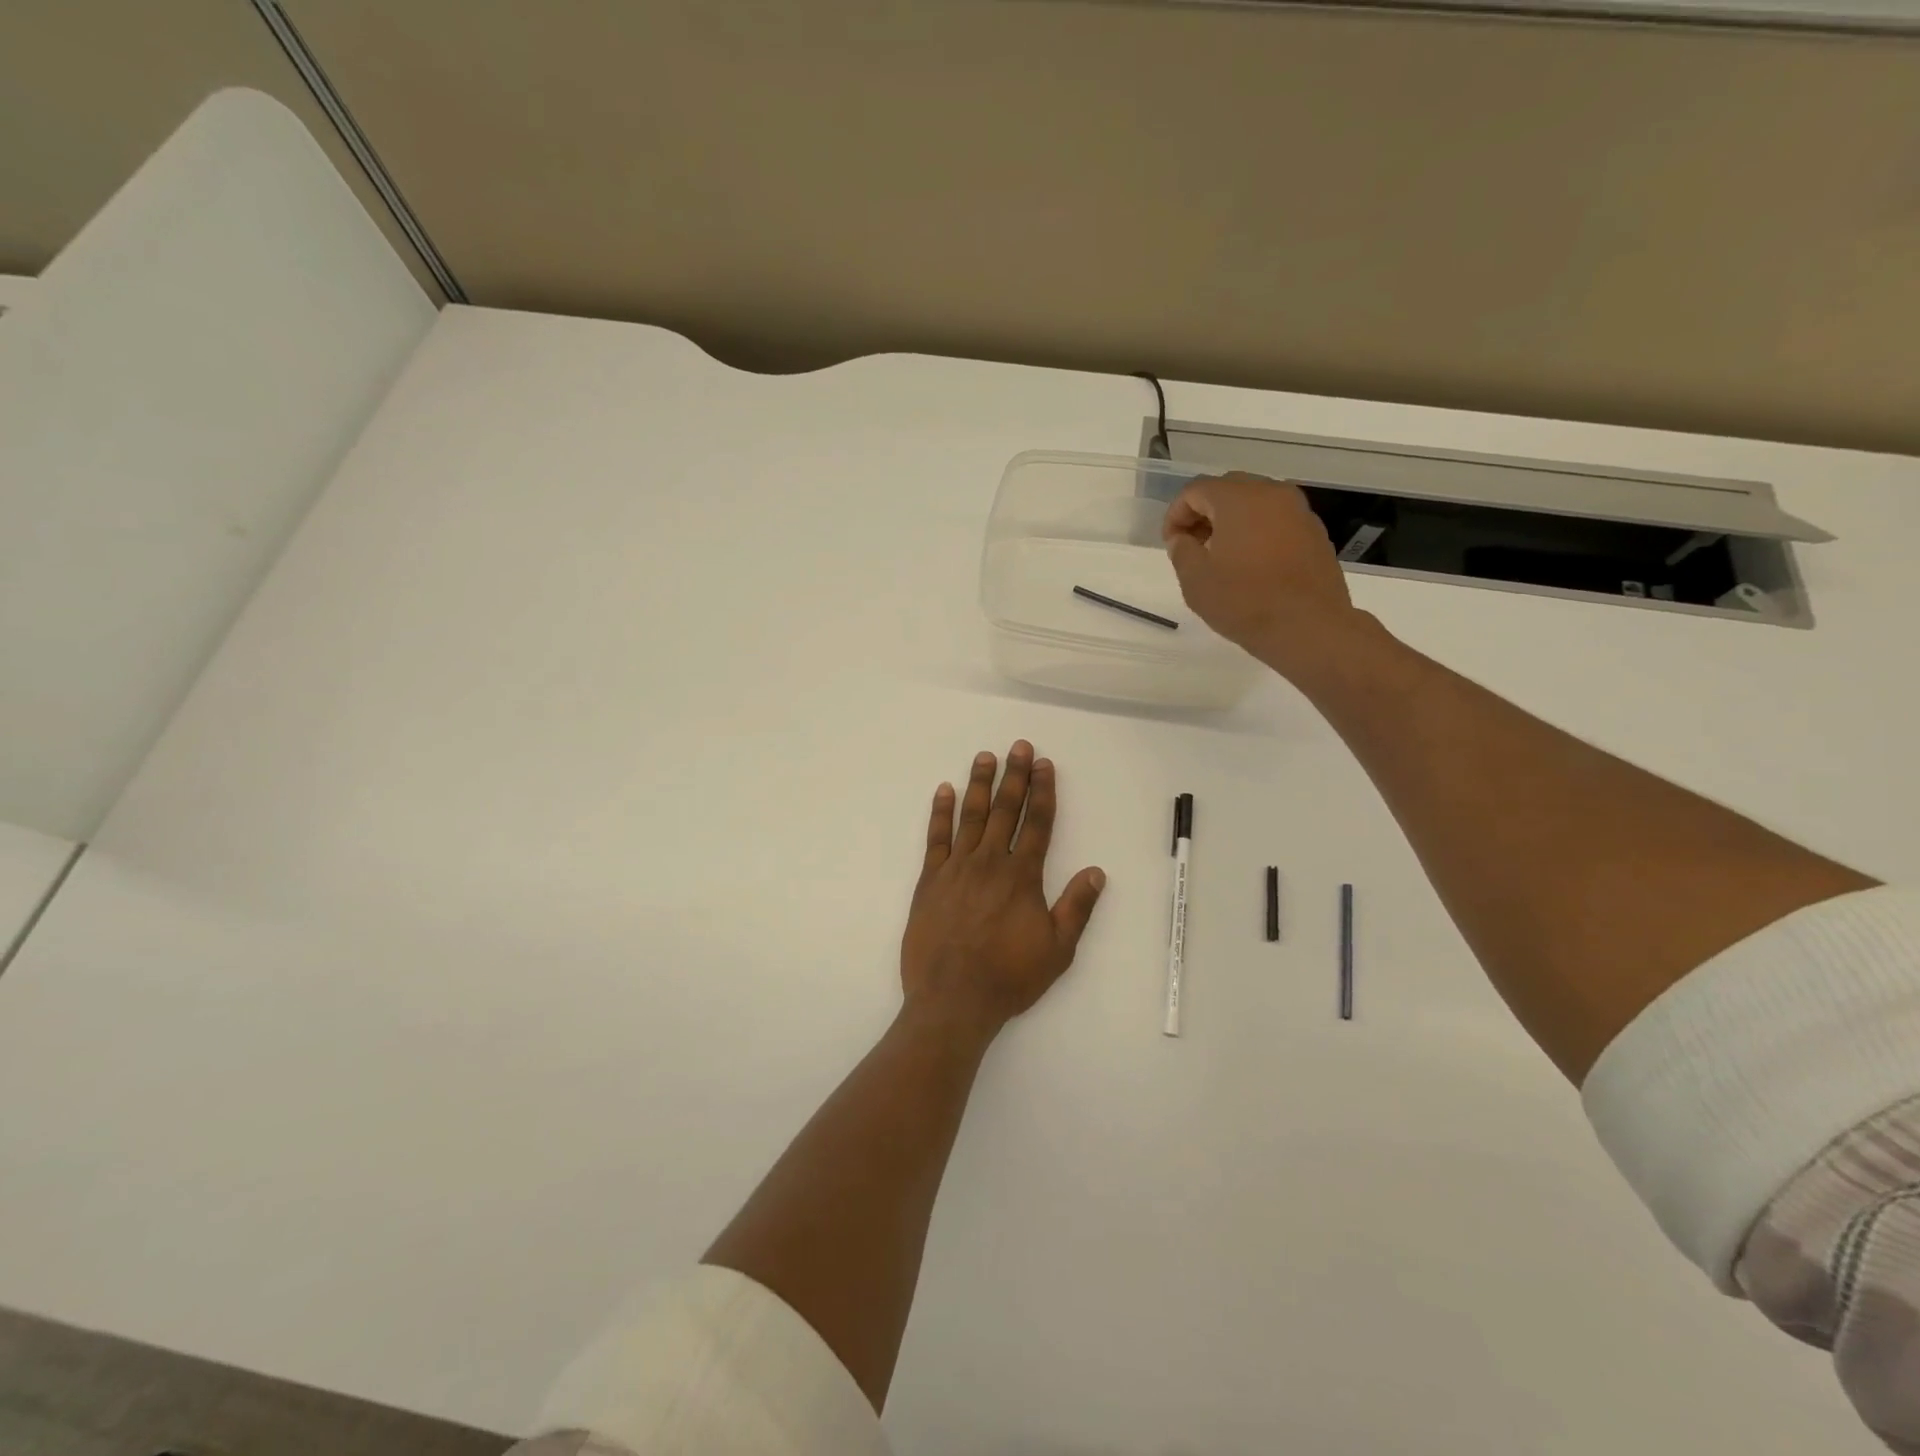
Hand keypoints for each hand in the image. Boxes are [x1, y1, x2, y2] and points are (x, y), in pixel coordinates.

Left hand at [901, 741, 1105, 1040]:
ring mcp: (957, 868)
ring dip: (979, 783)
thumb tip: (1096, 872)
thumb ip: (1076, 908)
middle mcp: (990, 863)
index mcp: (1023, 877)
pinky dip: (941, 812)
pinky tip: (944, 791)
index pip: (1038, 823)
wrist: (953, 1000)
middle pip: (1006, 810)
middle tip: (1018, 746)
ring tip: (985, 756)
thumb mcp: (1057, 950)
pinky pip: (936, 838)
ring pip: (971, 816)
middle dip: (1015, 776)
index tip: (1044, 764)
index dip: (1043, 791)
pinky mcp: (930, 880)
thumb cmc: (1009, 977)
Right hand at [1162, 472, 1372, 680]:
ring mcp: (1299, 511)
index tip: (1171, 544)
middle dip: (1204, 513)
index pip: (1196, 490)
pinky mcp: (1314, 532)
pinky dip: (1257, 532)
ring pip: (1255, 503)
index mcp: (1238, 498)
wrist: (1308, 627)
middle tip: (1193, 546)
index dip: (1176, 515)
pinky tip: (1250, 565)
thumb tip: (1183, 539)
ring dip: (1231, 522)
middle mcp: (1272, 493)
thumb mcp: (1195, 580)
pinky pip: (1276, 521)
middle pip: (1228, 489)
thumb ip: (1182, 551)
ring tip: (1221, 557)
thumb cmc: (1244, 601)